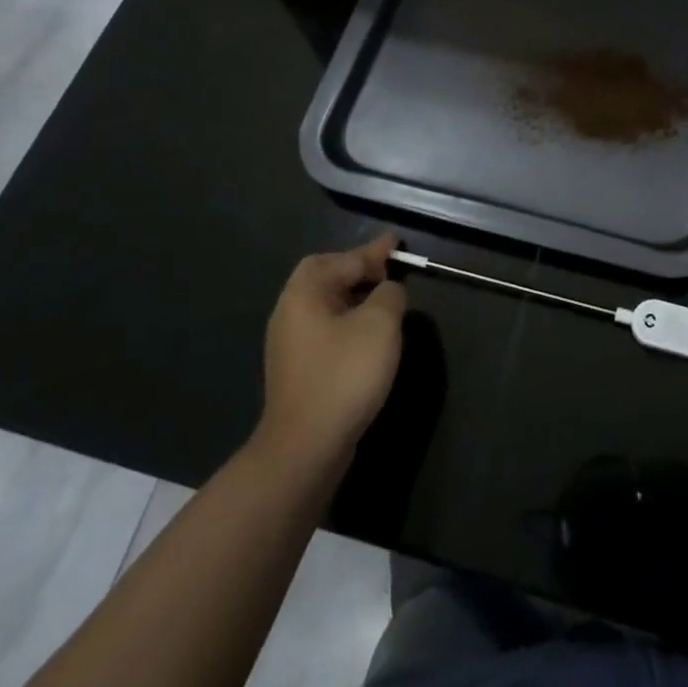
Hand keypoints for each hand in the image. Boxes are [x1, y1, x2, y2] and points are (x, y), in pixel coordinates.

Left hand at [258, 233, 407, 467]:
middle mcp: (290, 311)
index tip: (397, 242)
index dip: (374, 250)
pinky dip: (348, 318)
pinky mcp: (298, 368)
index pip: (344, 259)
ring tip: (383, 297)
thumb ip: (389, 294)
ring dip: (353, 294)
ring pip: (325, 302)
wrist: (306, 445)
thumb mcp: (380, 324)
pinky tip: (367, 333)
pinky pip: (325, 326)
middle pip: (324, 275)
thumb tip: (388, 290)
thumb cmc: (344, 374)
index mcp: (305, 293)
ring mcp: (290, 342)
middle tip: (386, 268)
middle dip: (356, 267)